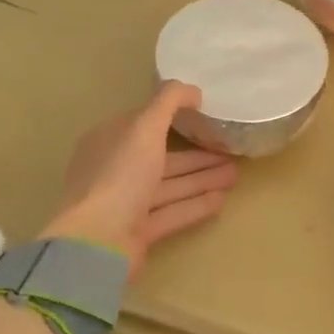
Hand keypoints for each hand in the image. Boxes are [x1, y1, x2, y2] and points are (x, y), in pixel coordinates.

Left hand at [42, 82, 239, 274]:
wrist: (98, 242)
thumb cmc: (120, 176)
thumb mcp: (144, 127)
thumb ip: (169, 102)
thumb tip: (194, 90)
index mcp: (109, 142)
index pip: (144, 125)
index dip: (175, 119)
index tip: (206, 116)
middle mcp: (116, 170)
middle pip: (163, 158)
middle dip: (198, 154)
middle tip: (231, 150)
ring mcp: (126, 203)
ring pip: (171, 186)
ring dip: (203, 178)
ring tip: (235, 174)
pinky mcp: (139, 232)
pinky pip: (173, 212)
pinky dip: (196, 204)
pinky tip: (222, 199)